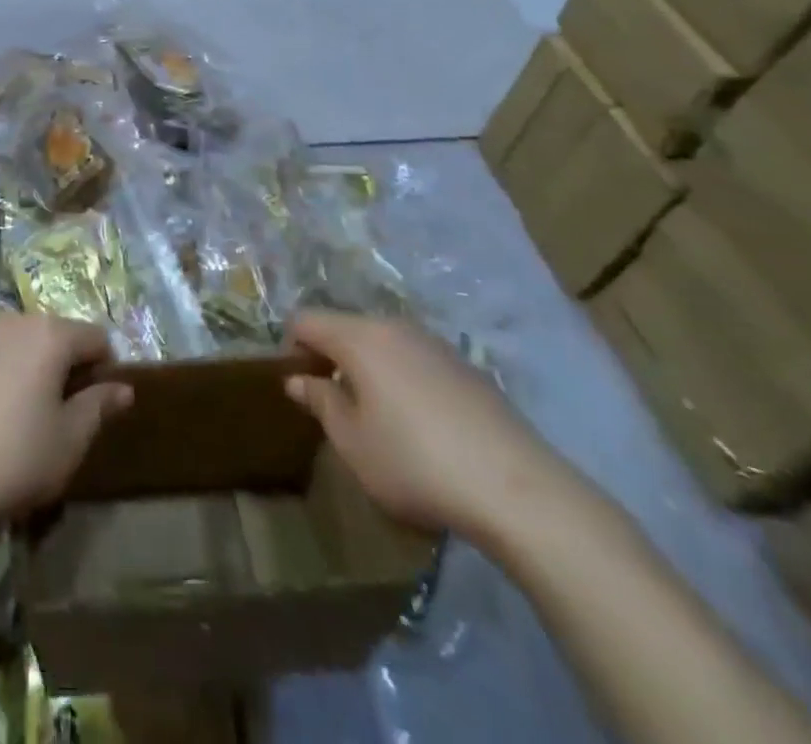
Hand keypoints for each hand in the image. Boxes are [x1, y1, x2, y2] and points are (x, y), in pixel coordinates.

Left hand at [0, 313, 132, 536]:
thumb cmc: (14, 457)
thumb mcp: (69, 440)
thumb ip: (99, 406)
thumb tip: (124, 388)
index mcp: (51, 334)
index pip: (96, 337)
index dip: (105, 369)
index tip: (96, 406)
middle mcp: (16, 321)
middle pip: (57, 334)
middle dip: (67, 365)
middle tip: (62, 413)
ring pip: (23, 342)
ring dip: (34, 367)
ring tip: (25, 414)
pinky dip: (2, 371)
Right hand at [286, 310, 577, 547]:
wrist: (519, 491)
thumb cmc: (416, 464)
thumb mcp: (352, 442)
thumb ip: (321, 402)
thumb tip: (298, 380)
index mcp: (359, 337)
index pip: (305, 320)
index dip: (290, 348)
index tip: (299, 387)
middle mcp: (395, 327)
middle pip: (345, 327)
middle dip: (330, 357)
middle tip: (333, 405)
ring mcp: (435, 344)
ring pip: (382, 343)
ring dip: (367, 368)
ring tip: (376, 417)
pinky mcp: (467, 367)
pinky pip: (416, 360)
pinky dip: (401, 378)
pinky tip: (420, 425)